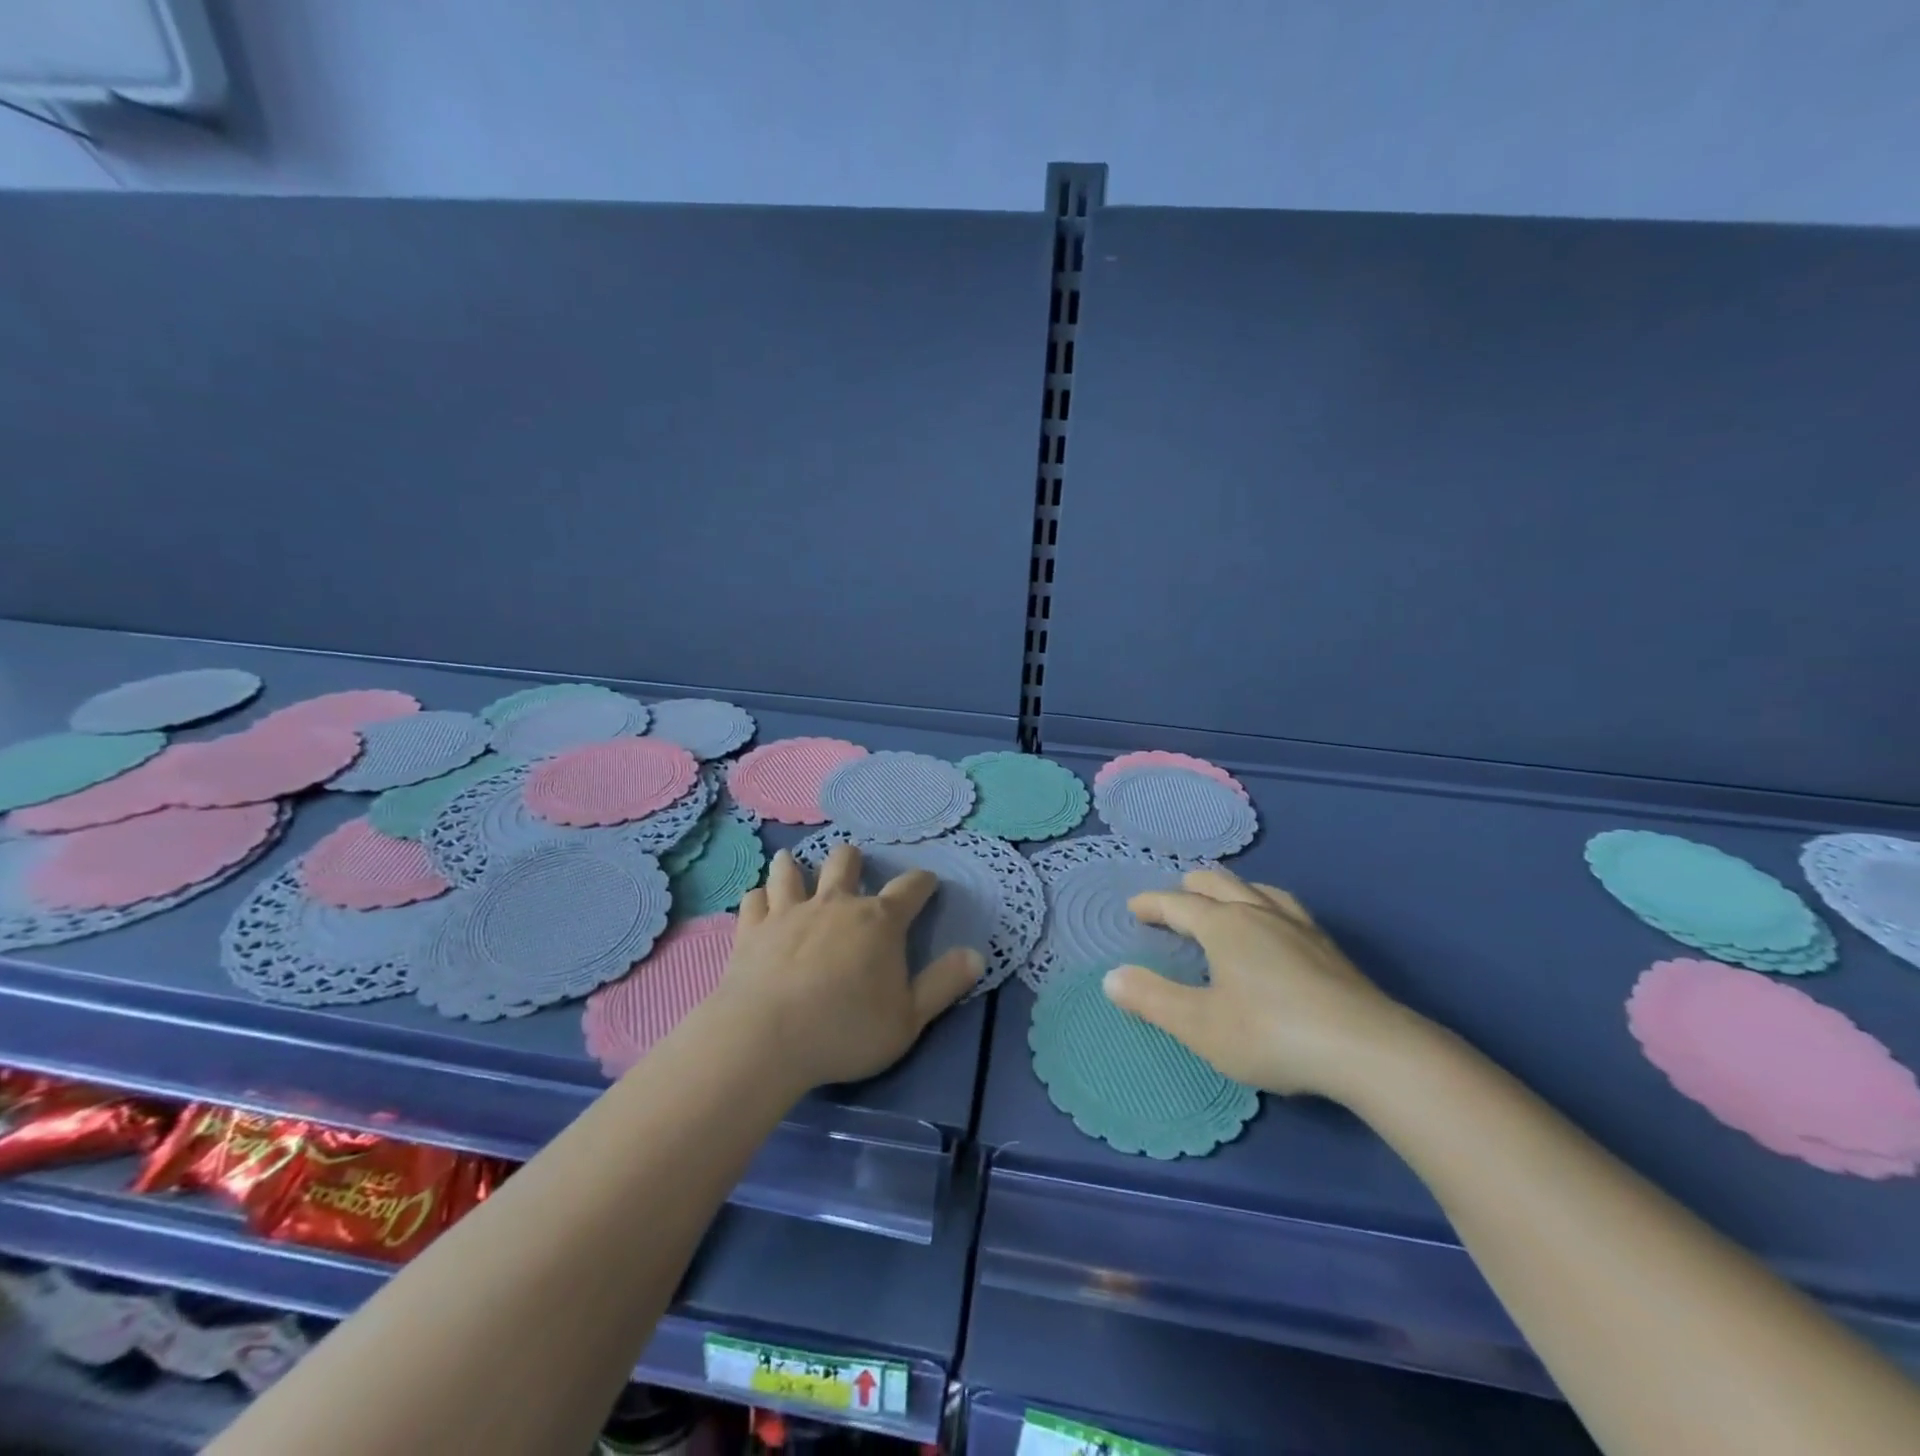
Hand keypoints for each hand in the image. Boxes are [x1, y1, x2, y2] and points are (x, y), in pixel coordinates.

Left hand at [714, 845, 981, 1090]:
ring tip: (794, 862)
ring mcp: (789, 912)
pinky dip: (759, 898)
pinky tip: (759, 902)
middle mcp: (836, 904)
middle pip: (845, 862)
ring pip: (791, 871)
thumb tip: (977, 954)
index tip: (928, 882)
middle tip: (854, 866)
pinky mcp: (752, 929)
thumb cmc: (846, 1030)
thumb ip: (944, 984)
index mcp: (879, 921)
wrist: (766, 1039)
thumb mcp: (909, 1018)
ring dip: (795, 865)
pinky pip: (755, 900)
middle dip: (853, 859)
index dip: (923, 881)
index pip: (910, 888)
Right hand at [1102, 868, 1421, 1098]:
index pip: (1177, 904)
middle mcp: (1258, 913)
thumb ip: (1152, 999)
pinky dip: (1264, 904)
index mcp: (1223, 925)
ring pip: (1256, 889)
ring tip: (1223, 900)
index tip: (1134, 908)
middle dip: (1190, 887)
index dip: (1151, 904)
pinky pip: (1286, 906)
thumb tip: (1111, 977)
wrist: (1368, 1050)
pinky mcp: (1328, 947)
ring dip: (1230, 889)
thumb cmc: (1271, 1034)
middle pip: (1218, 883)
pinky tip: (1276, 926)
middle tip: (1174, 899)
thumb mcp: (1200, 1025)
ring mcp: (1298, 926)